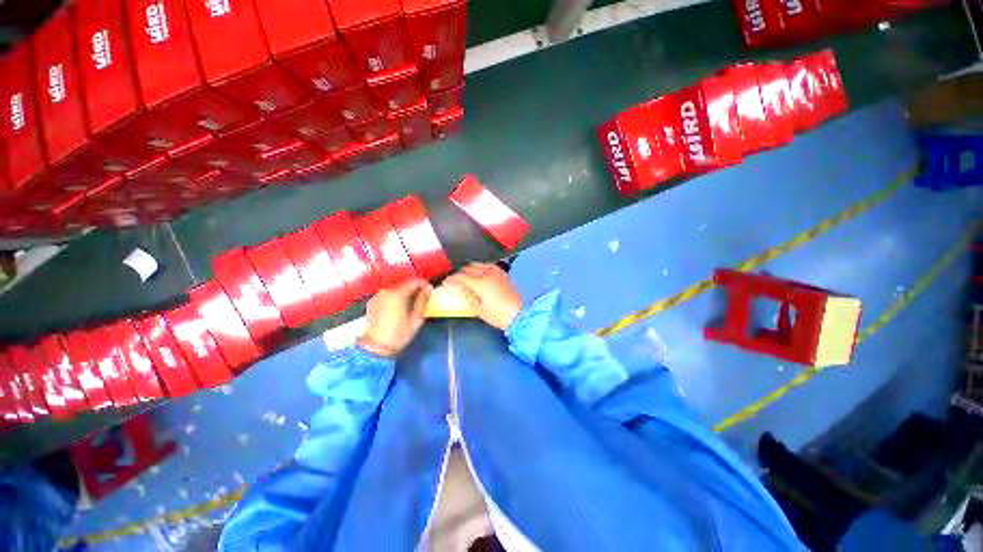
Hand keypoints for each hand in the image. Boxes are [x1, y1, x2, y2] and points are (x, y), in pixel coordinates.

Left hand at [359, 279, 432, 357]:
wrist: (375, 347)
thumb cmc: (399, 334)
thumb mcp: (416, 319)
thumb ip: (422, 301)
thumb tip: (428, 288)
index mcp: (397, 294)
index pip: (414, 281)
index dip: (423, 284)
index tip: (429, 290)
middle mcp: (386, 291)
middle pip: (404, 285)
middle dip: (414, 289)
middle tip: (421, 299)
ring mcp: (377, 296)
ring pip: (396, 289)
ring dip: (404, 294)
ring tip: (410, 305)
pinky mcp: (372, 302)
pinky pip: (387, 295)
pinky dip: (395, 298)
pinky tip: (398, 308)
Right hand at [444, 263, 522, 329]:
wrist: (518, 315)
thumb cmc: (497, 315)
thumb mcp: (478, 309)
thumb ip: (467, 296)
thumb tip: (460, 288)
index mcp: (480, 283)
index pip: (460, 277)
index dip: (450, 279)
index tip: (445, 283)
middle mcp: (487, 274)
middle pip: (468, 268)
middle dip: (459, 274)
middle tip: (455, 281)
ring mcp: (496, 273)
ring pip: (479, 264)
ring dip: (470, 269)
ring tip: (466, 276)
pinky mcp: (503, 274)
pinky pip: (490, 266)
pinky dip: (482, 267)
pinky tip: (481, 272)